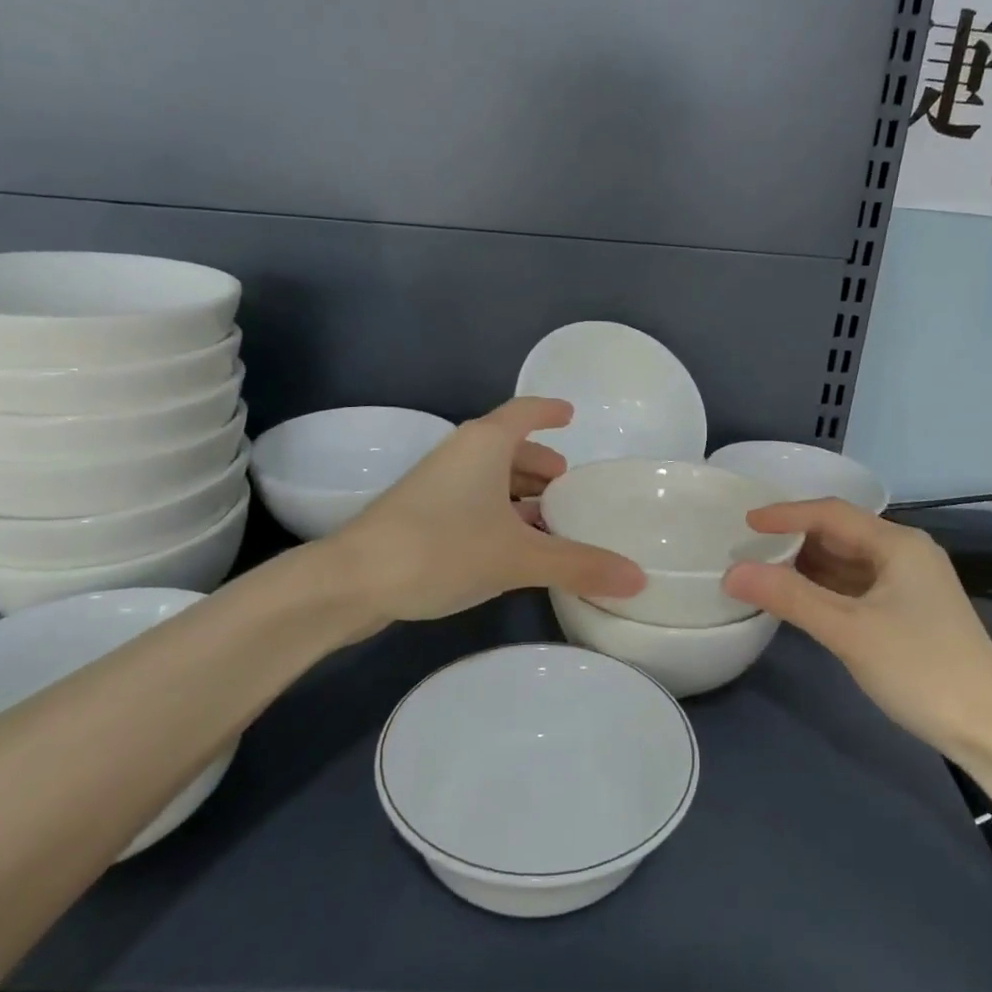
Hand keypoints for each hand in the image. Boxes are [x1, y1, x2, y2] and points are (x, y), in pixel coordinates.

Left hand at [327, 397, 643, 623]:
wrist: (353, 580)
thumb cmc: (442, 548)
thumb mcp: (518, 557)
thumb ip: (579, 564)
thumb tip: (639, 578)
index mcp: (485, 444)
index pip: (525, 412)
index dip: (550, 411)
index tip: (571, 415)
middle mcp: (460, 454)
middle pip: (509, 447)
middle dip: (541, 464)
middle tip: (570, 487)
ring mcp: (436, 484)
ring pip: (489, 477)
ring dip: (520, 493)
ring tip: (550, 519)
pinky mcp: (421, 514)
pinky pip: (473, 501)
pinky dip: (499, 513)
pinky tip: (512, 544)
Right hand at [722, 499, 991, 758]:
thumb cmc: (921, 669)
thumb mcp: (849, 631)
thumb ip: (790, 597)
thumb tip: (732, 573)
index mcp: (898, 544)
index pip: (831, 513)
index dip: (785, 514)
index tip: (744, 523)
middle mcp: (906, 554)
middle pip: (840, 534)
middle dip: (794, 539)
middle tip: (749, 549)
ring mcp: (911, 585)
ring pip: (848, 562)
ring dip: (808, 566)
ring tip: (764, 572)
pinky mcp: (910, 613)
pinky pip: (857, 587)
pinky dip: (826, 589)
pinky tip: (800, 601)